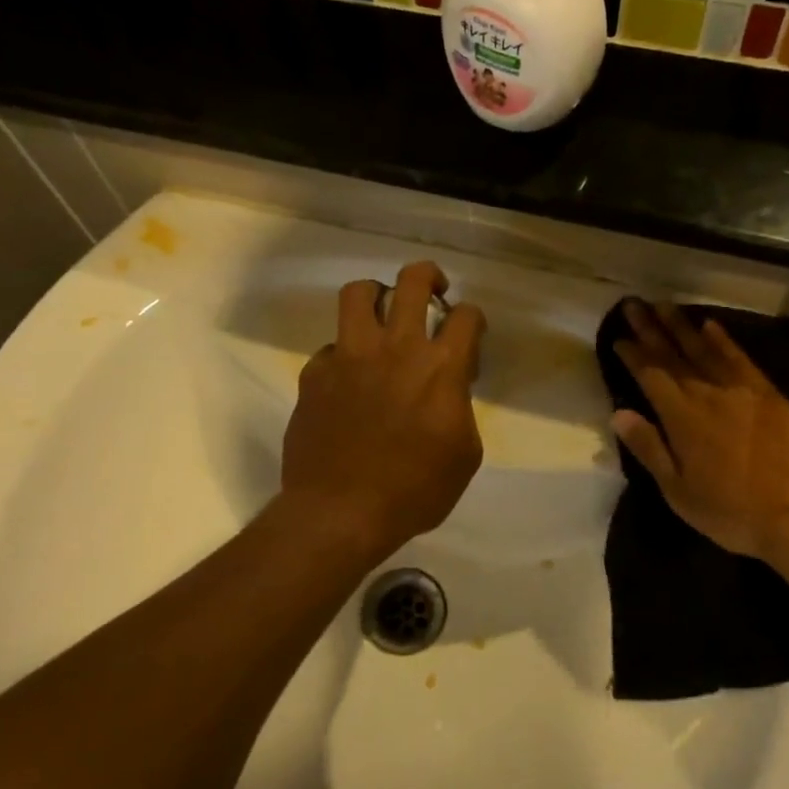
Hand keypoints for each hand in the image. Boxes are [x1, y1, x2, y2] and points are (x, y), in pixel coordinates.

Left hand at [279, 263, 486, 558]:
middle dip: (429, 276)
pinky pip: (330, 345)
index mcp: (440, 368)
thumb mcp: (464, 456)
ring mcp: (349, 356)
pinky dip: (344, 352)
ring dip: (377, 295)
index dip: (473, 319)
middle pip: (413, 281)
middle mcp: (396, 348)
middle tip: (433, 291)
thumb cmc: (414, 492)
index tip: (469, 333)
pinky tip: (349, 375)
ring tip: (382, 312)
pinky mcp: (315, 373)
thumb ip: (461, 410)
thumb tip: (448, 390)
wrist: (341, 512)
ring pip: (358, 293)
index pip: (466, 316)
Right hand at [612, 301, 788, 561]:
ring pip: (706, 349)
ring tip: (665, 305)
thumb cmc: (731, 511)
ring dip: (683, 326)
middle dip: (651, 329)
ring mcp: (743, 390)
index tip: (618, 337)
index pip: (650, 375)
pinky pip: (741, 358)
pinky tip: (711, 325)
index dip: (633, 354)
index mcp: (682, 417)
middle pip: (674, 354)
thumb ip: (649, 448)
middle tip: (634, 304)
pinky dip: (724, 340)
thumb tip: (619, 413)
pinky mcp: (770, 394)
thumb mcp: (677, 490)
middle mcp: (709, 394)